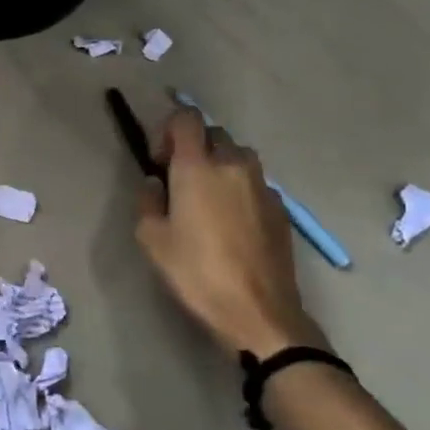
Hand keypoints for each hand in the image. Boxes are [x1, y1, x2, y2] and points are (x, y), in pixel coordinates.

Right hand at [135, 111, 325, 357]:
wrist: (257, 311)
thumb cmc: (196, 273)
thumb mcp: (151, 239)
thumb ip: (148, 201)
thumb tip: (157, 184)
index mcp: (198, 167)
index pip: (186, 118)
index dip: (168, 130)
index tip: (159, 161)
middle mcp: (234, 165)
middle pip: (214, 134)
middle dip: (193, 148)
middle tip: (178, 182)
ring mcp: (263, 186)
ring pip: (238, 157)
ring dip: (219, 166)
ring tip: (206, 201)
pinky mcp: (280, 208)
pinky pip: (254, 183)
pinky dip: (238, 190)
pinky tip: (230, 224)